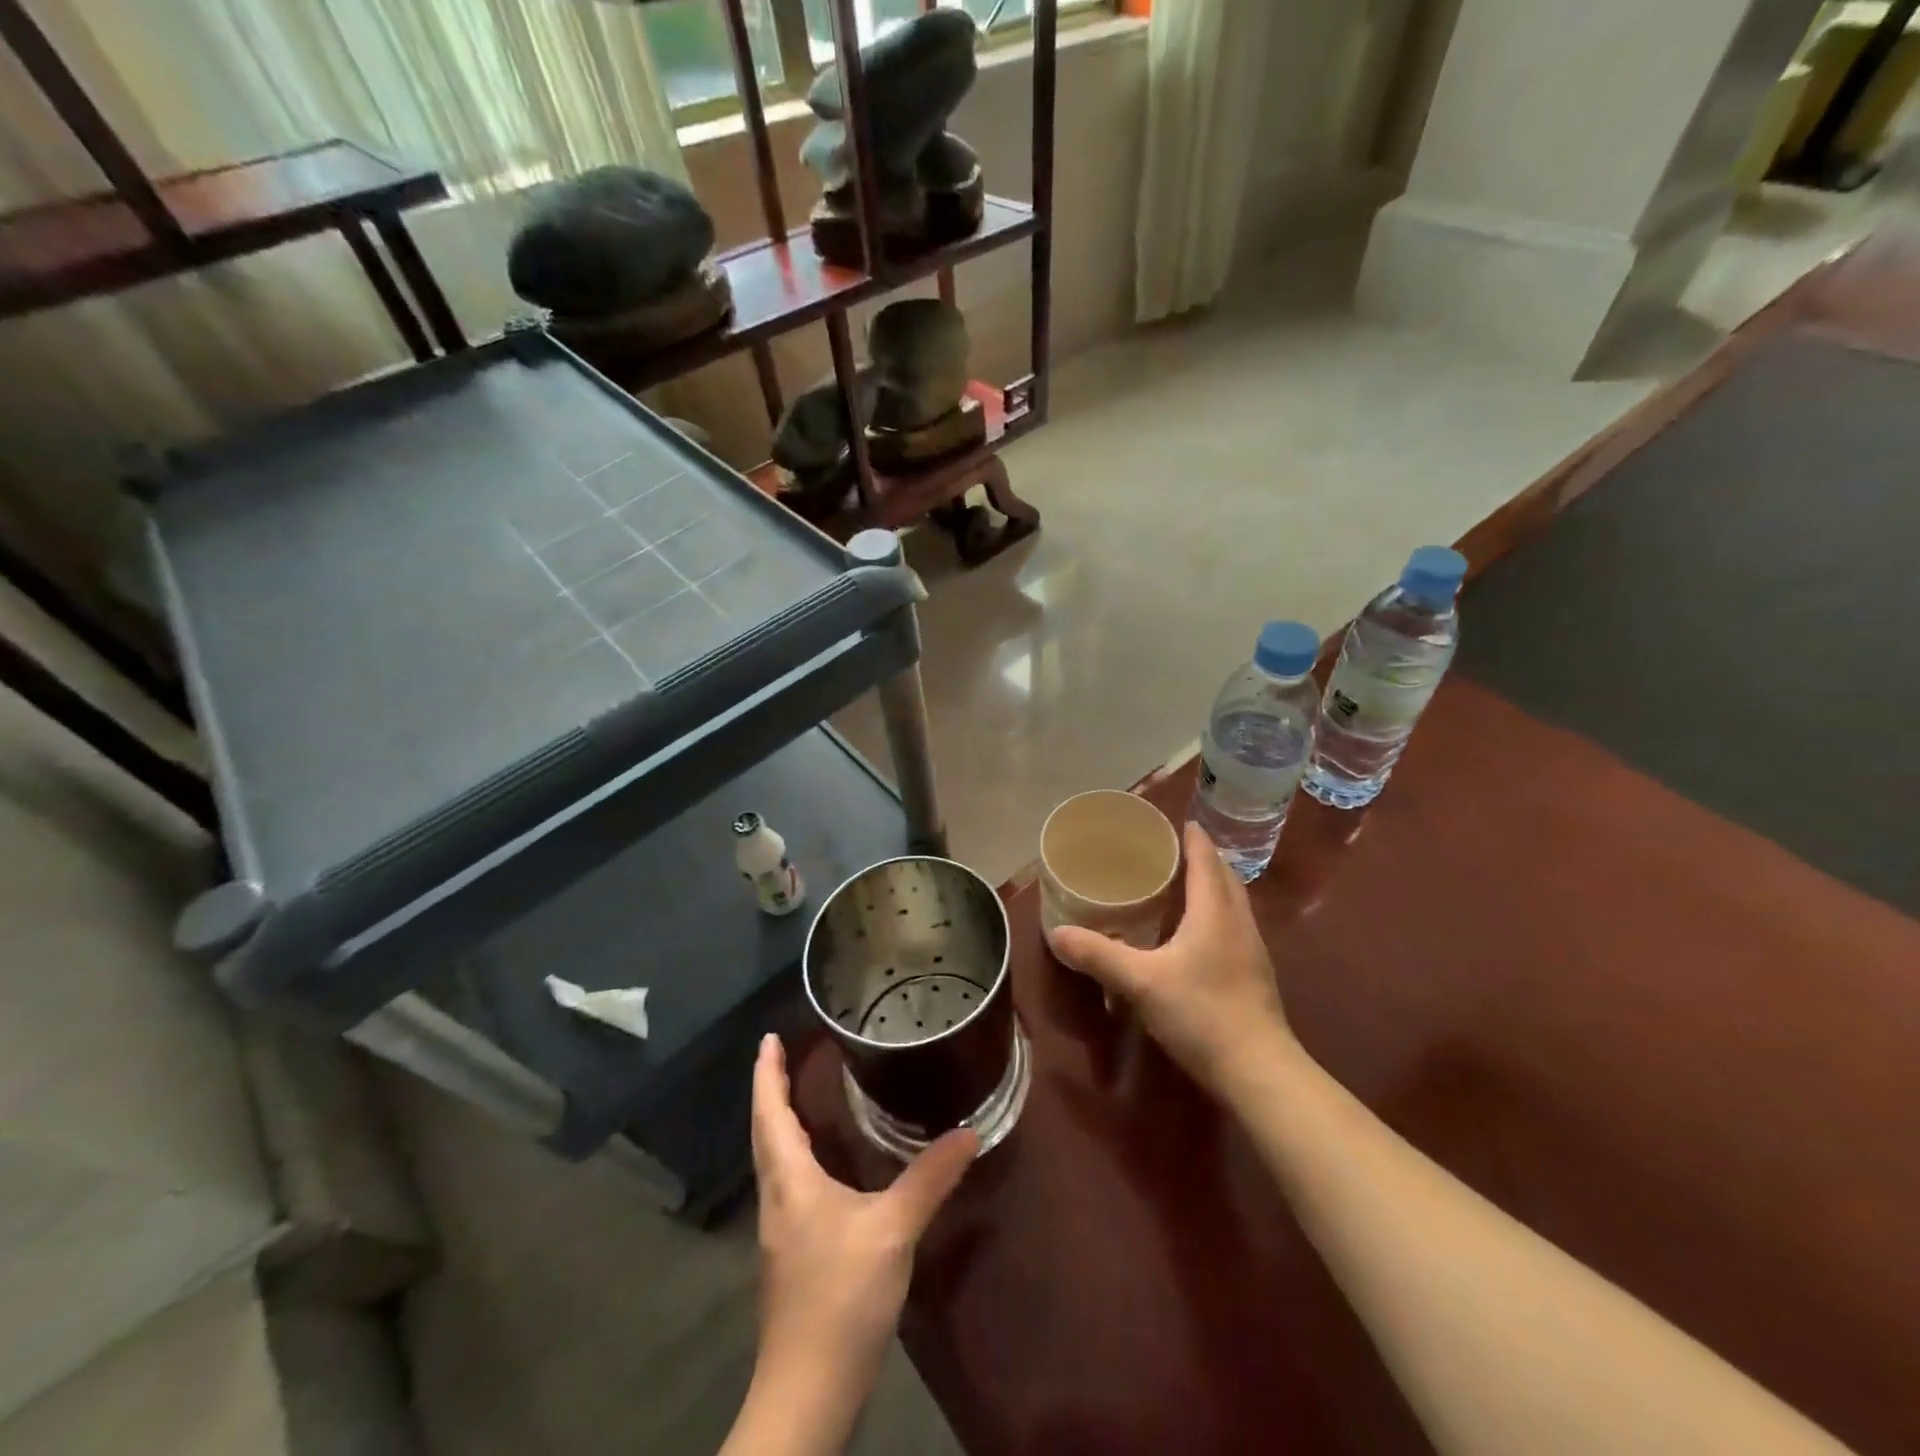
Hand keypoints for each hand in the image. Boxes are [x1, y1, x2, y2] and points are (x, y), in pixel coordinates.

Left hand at [749, 1034, 977, 1392]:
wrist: (809, 1390)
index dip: (768, 1074)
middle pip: (766, 1131)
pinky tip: (822, 1162)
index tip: (768, 1039)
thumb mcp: (894, 1231)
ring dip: (781, 1122)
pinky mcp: (792, 1252)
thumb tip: (968, 1131)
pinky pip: (788, 1182)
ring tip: (801, 1095)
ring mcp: (781, 1228)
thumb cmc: (841, 1297)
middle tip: (784, 1055)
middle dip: (772, 1090)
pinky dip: (796, 1153)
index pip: (770, 1113)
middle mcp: (777, 1197)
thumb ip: (930, 1178)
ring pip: (774, 1159)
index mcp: (790, 1180)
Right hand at [1049, 821, 1296, 1098]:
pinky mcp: (1256, 977)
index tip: (1178, 822)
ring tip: (1184, 887)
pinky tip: (1197, 937)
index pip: (1206, 860)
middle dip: (1204, 859)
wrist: (1260, 1072)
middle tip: (1174, 853)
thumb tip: (1057, 934)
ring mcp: (1253, 951)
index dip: (1193, 839)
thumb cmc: (1202, 1013)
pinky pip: (1235, 928)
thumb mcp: (1141, 982)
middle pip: (1226, 878)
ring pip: (1234, 904)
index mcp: (1214, 912)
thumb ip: (1098, 955)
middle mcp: (1239, 923)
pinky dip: (1217, 916)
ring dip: (1214, 887)